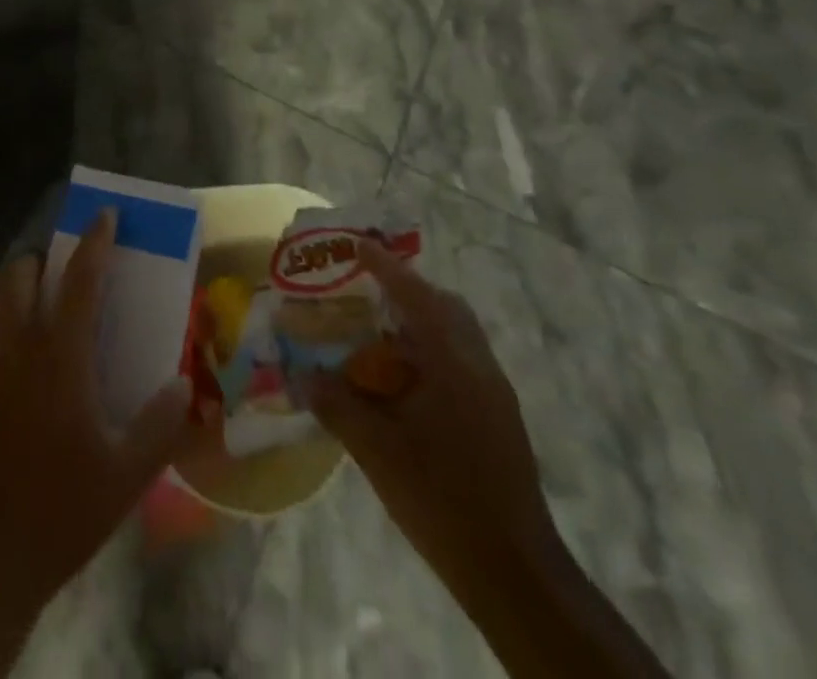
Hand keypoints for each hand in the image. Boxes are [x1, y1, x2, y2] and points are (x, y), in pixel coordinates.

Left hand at [0, 210, 213, 618]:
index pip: (79, 281)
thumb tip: (184, 382)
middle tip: (68, 268)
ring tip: (41, 302)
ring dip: (16, 286)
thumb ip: (160, 424)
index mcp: (60, 357)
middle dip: (44, 259)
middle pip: (19, 277)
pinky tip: (18, 358)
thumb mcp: (126, 475)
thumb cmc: (60, 510)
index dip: (94, 242)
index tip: (105, 214)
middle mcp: (18, 349)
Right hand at [309, 240, 553, 587]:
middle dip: (407, 289)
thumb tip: (303, 376)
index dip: (385, 266)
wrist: (514, 572)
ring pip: (456, 334)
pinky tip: (401, 380)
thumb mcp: (377, 451)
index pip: (416, 295)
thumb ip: (337, 406)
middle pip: (445, 306)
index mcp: (453, 362)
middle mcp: (479, 365)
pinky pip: (460, 360)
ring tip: (377, 332)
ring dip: (419, 322)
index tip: (357, 244)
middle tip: (366, 289)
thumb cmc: (442, 500)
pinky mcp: (497, 417)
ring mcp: (493, 392)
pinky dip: (429, 351)